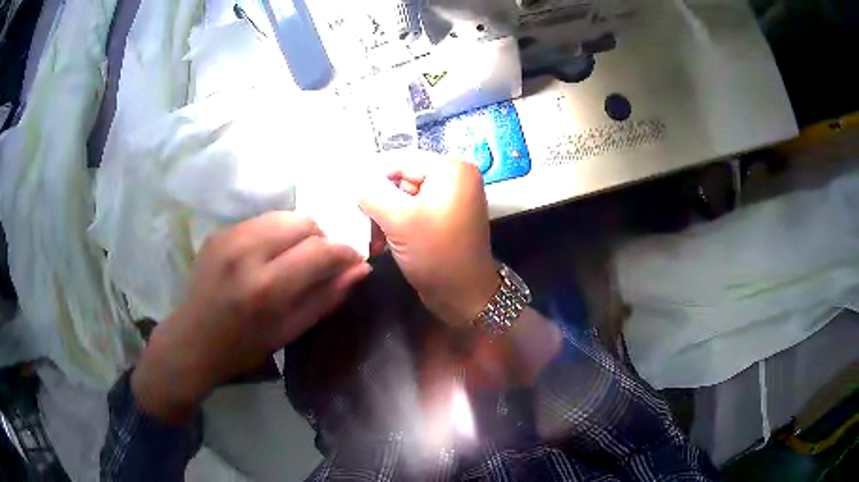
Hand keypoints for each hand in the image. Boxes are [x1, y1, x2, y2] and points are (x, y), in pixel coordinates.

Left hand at [132, 212, 369, 422]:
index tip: (353, 261)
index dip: (345, 252)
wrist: (192, 340)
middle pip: (304, 222)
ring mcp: (229, 237)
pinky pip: (260, 221)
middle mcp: (247, 252)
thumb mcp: (290, 331)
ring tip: (293, 258)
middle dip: (321, 239)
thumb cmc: (243, 346)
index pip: (321, 250)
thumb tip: (361, 269)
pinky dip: (274, 234)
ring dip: (298, 233)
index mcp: (267, 287)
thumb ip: (327, 297)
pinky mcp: (218, 231)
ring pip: (283, 216)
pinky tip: (267, 256)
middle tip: (320, 262)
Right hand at [359, 151, 499, 325]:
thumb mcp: (399, 219)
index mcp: (452, 169)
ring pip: (403, 197)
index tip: (347, 195)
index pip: (400, 160)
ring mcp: (450, 199)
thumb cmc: (436, 254)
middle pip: (401, 178)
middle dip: (379, 202)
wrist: (464, 296)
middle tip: (360, 223)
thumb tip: (355, 181)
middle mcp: (454, 178)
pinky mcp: (444, 219)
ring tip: (371, 238)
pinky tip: (381, 243)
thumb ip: (372, 193)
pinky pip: (413, 212)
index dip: (372, 177)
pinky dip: (396, 225)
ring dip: (384, 217)